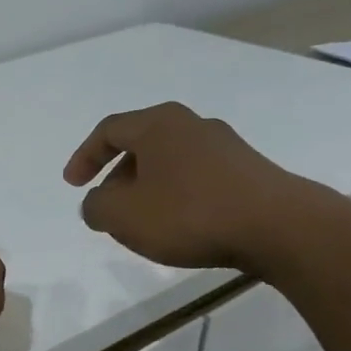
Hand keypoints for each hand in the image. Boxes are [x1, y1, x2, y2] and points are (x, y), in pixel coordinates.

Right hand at [63, 102, 303, 270]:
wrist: (278, 226)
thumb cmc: (189, 214)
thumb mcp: (123, 216)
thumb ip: (96, 207)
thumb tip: (98, 203)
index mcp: (158, 125)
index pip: (109, 130)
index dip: (84, 156)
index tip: (73, 185)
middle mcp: (191, 125)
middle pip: (141, 144)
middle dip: (117, 176)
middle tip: (107, 207)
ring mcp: (225, 146)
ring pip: (169, 162)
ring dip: (147, 189)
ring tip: (142, 222)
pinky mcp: (247, 171)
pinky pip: (196, 178)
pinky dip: (176, 196)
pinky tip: (180, 226)